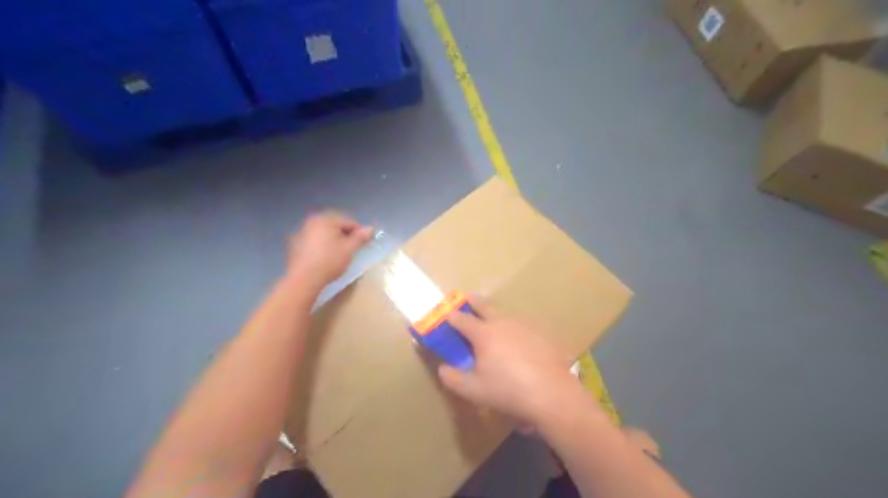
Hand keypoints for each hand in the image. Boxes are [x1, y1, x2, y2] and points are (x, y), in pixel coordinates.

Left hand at [286, 212, 371, 289]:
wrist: (304, 279)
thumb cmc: (330, 261)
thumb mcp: (349, 249)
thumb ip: (360, 237)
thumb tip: (370, 228)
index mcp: (326, 220)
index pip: (349, 222)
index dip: (359, 232)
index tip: (365, 243)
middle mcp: (312, 222)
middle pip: (335, 226)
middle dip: (346, 235)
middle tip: (353, 248)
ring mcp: (302, 232)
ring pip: (324, 233)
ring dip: (334, 240)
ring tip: (340, 254)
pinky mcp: (296, 244)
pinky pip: (314, 240)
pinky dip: (322, 245)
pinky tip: (326, 257)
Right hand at [439, 298, 586, 425]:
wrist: (551, 392)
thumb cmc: (507, 390)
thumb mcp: (474, 390)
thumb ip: (453, 379)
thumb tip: (443, 368)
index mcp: (483, 334)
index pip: (462, 320)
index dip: (452, 316)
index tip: (446, 314)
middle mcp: (502, 323)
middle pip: (484, 307)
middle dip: (473, 301)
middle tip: (467, 297)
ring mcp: (524, 326)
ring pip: (505, 315)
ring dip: (495, 315)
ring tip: (492, 321)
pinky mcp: (540, 333)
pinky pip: (522, 326)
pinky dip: (514, 329)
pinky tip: (518, 341)